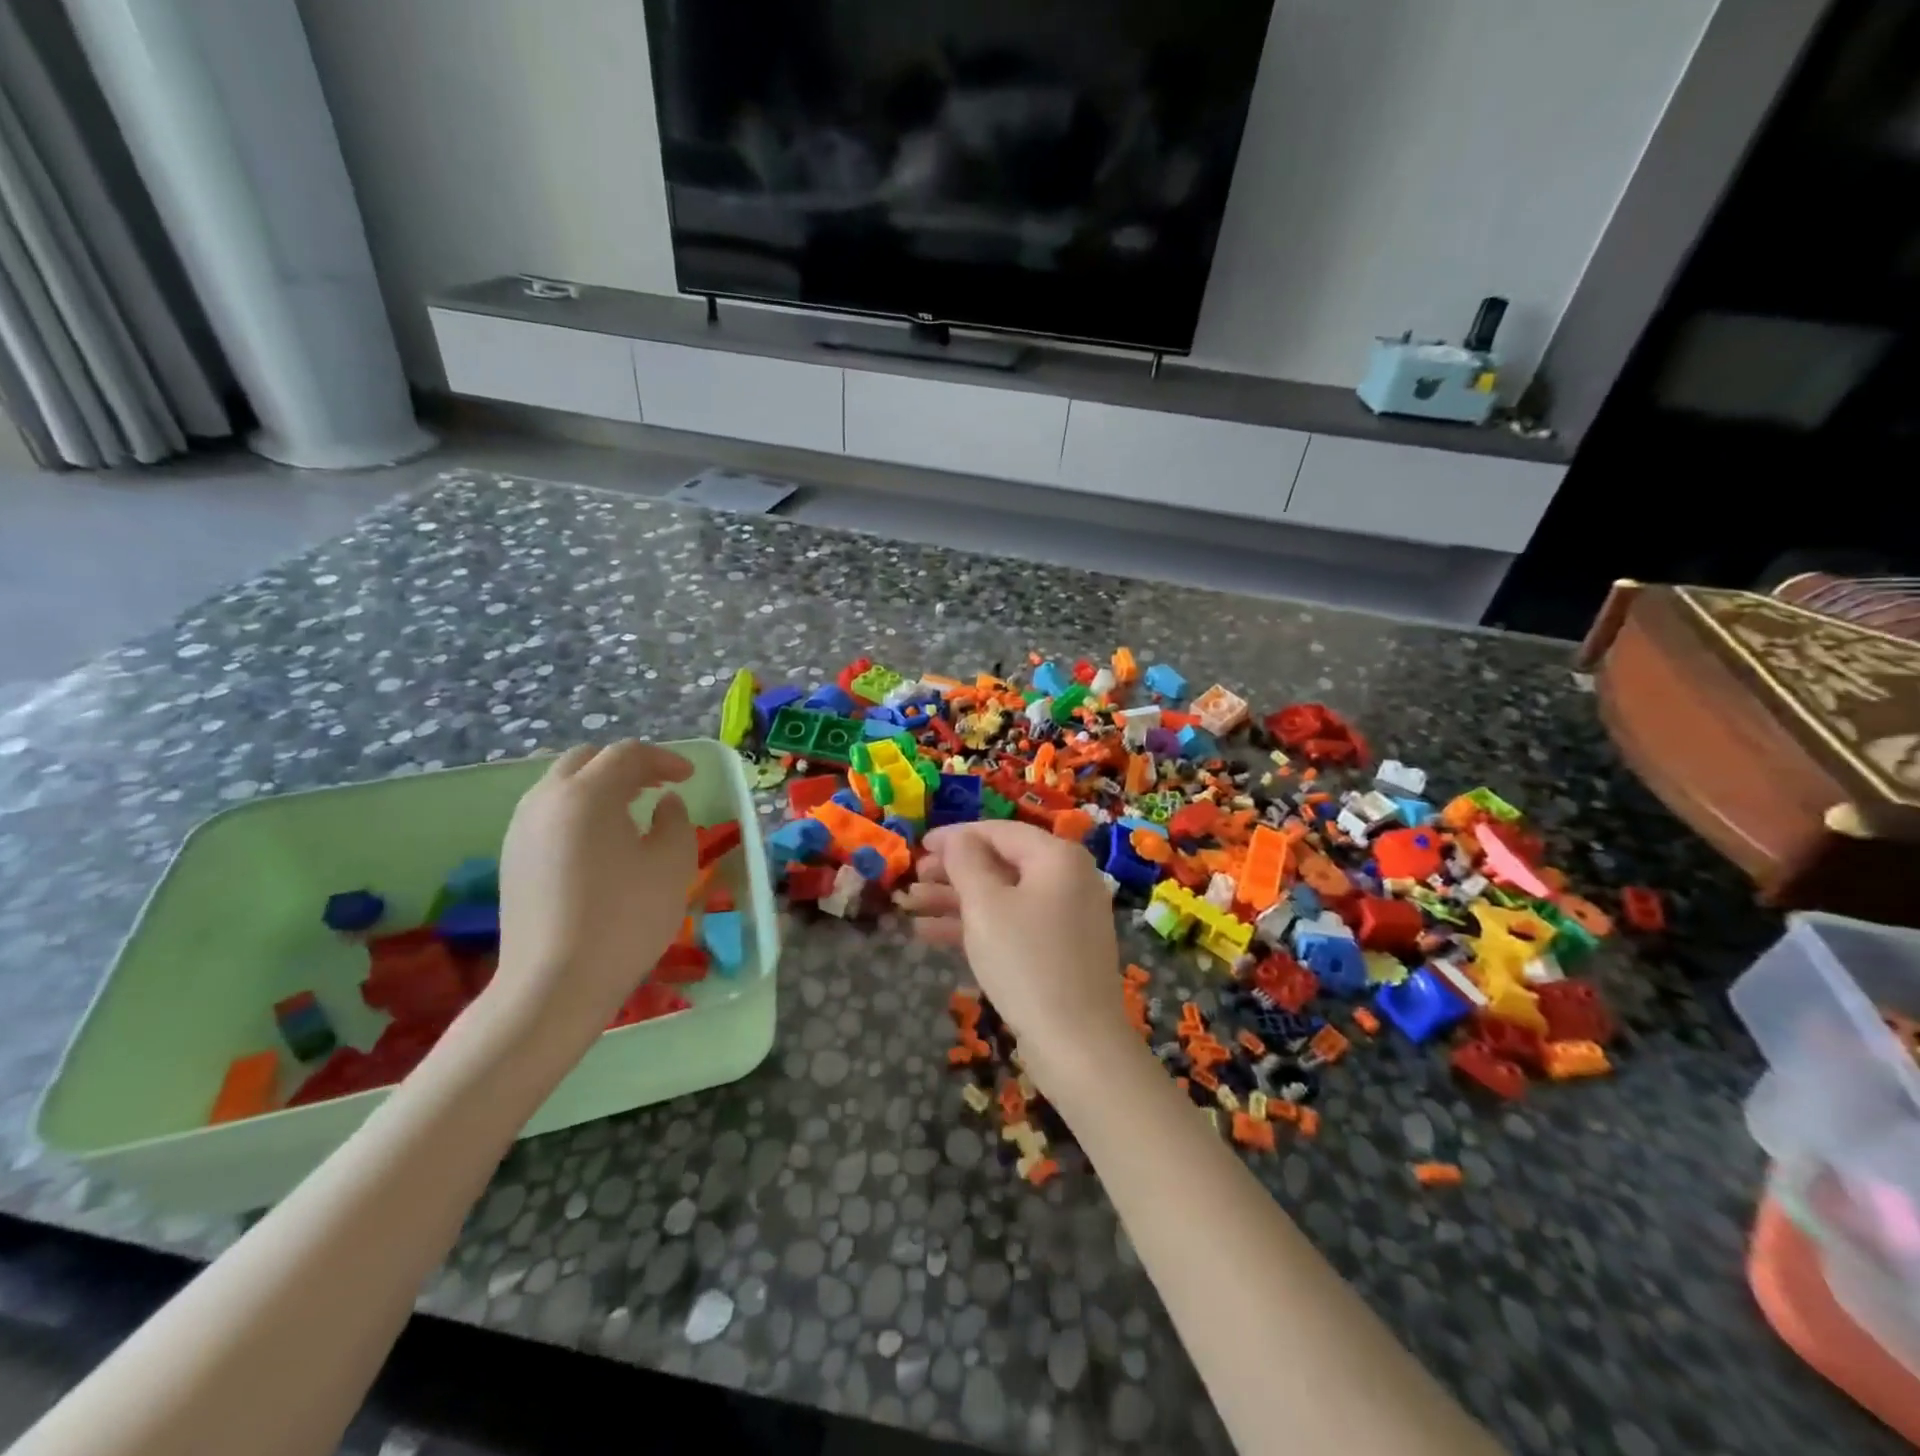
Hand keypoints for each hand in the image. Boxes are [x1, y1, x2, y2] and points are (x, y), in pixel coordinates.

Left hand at [493, 741, 696, 1048]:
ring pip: (562, 785)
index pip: (627, 754)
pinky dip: (579, 810)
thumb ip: (675, 821)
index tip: (689, 777)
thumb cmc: (625, 919)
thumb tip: (665, 804)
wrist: (555, 984)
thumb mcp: (672, 864)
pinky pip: (548, 813)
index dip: (664, 759)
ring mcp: (521, 829)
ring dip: (599, 786)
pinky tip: (601, 842)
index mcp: (587, 794)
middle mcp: (546, 800)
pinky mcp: (511, 858)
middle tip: (658, 786)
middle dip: (626, 766)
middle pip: (587, 760)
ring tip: (632, 812)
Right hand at [899, 820, 1135, 1093]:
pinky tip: (930, 935)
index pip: (999, 831)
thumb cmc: (1027, 962)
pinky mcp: (1059, 950)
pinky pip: (1013, 924)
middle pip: (1001, 863)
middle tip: (912, 879)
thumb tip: (958, 838)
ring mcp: (1066, 916)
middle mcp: (1068, 879)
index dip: (956, 836)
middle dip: (952, 872)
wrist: (1078, 1044)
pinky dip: (976, 926)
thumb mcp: (986, 905)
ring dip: (956, 900)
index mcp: (1057, 857)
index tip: (919, 845)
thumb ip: (966, 862)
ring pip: (1003, 897)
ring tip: (910, 905)